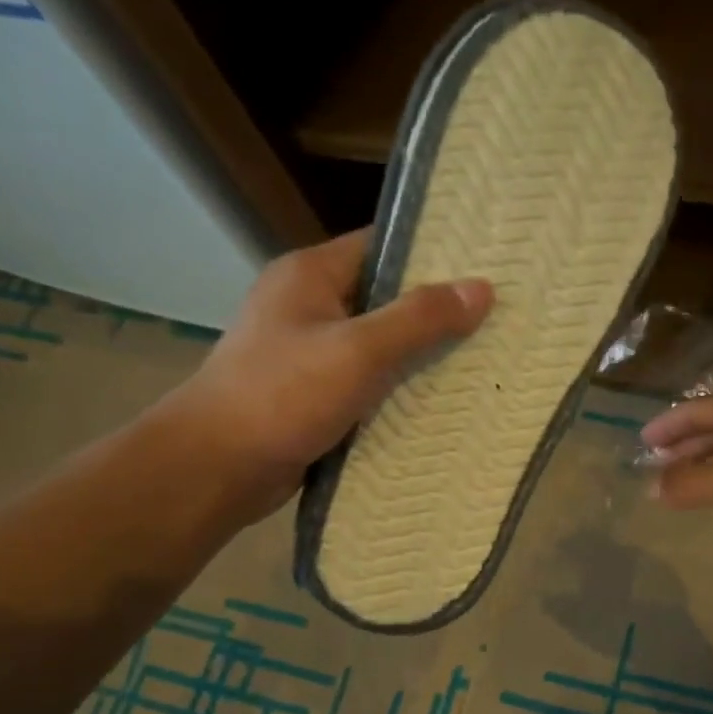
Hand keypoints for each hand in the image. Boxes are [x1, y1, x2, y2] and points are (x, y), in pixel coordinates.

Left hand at [167, 229, 492, 521]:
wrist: (218, 467)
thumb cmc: (284, 395)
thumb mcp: (359, 350)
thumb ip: (419, 319)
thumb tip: (482, 288)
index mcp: (310, 274)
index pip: (382, 246)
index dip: (433, 255)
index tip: (485, 270)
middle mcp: (308, 306)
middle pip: (383, 298)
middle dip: (434, 313)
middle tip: (493, 323)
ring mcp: (307, 353)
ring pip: (377, 346)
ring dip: (418, 357)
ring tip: (479, 363)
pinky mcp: (311, 395)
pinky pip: (366, 384)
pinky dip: (397, 392)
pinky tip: (438, 404)